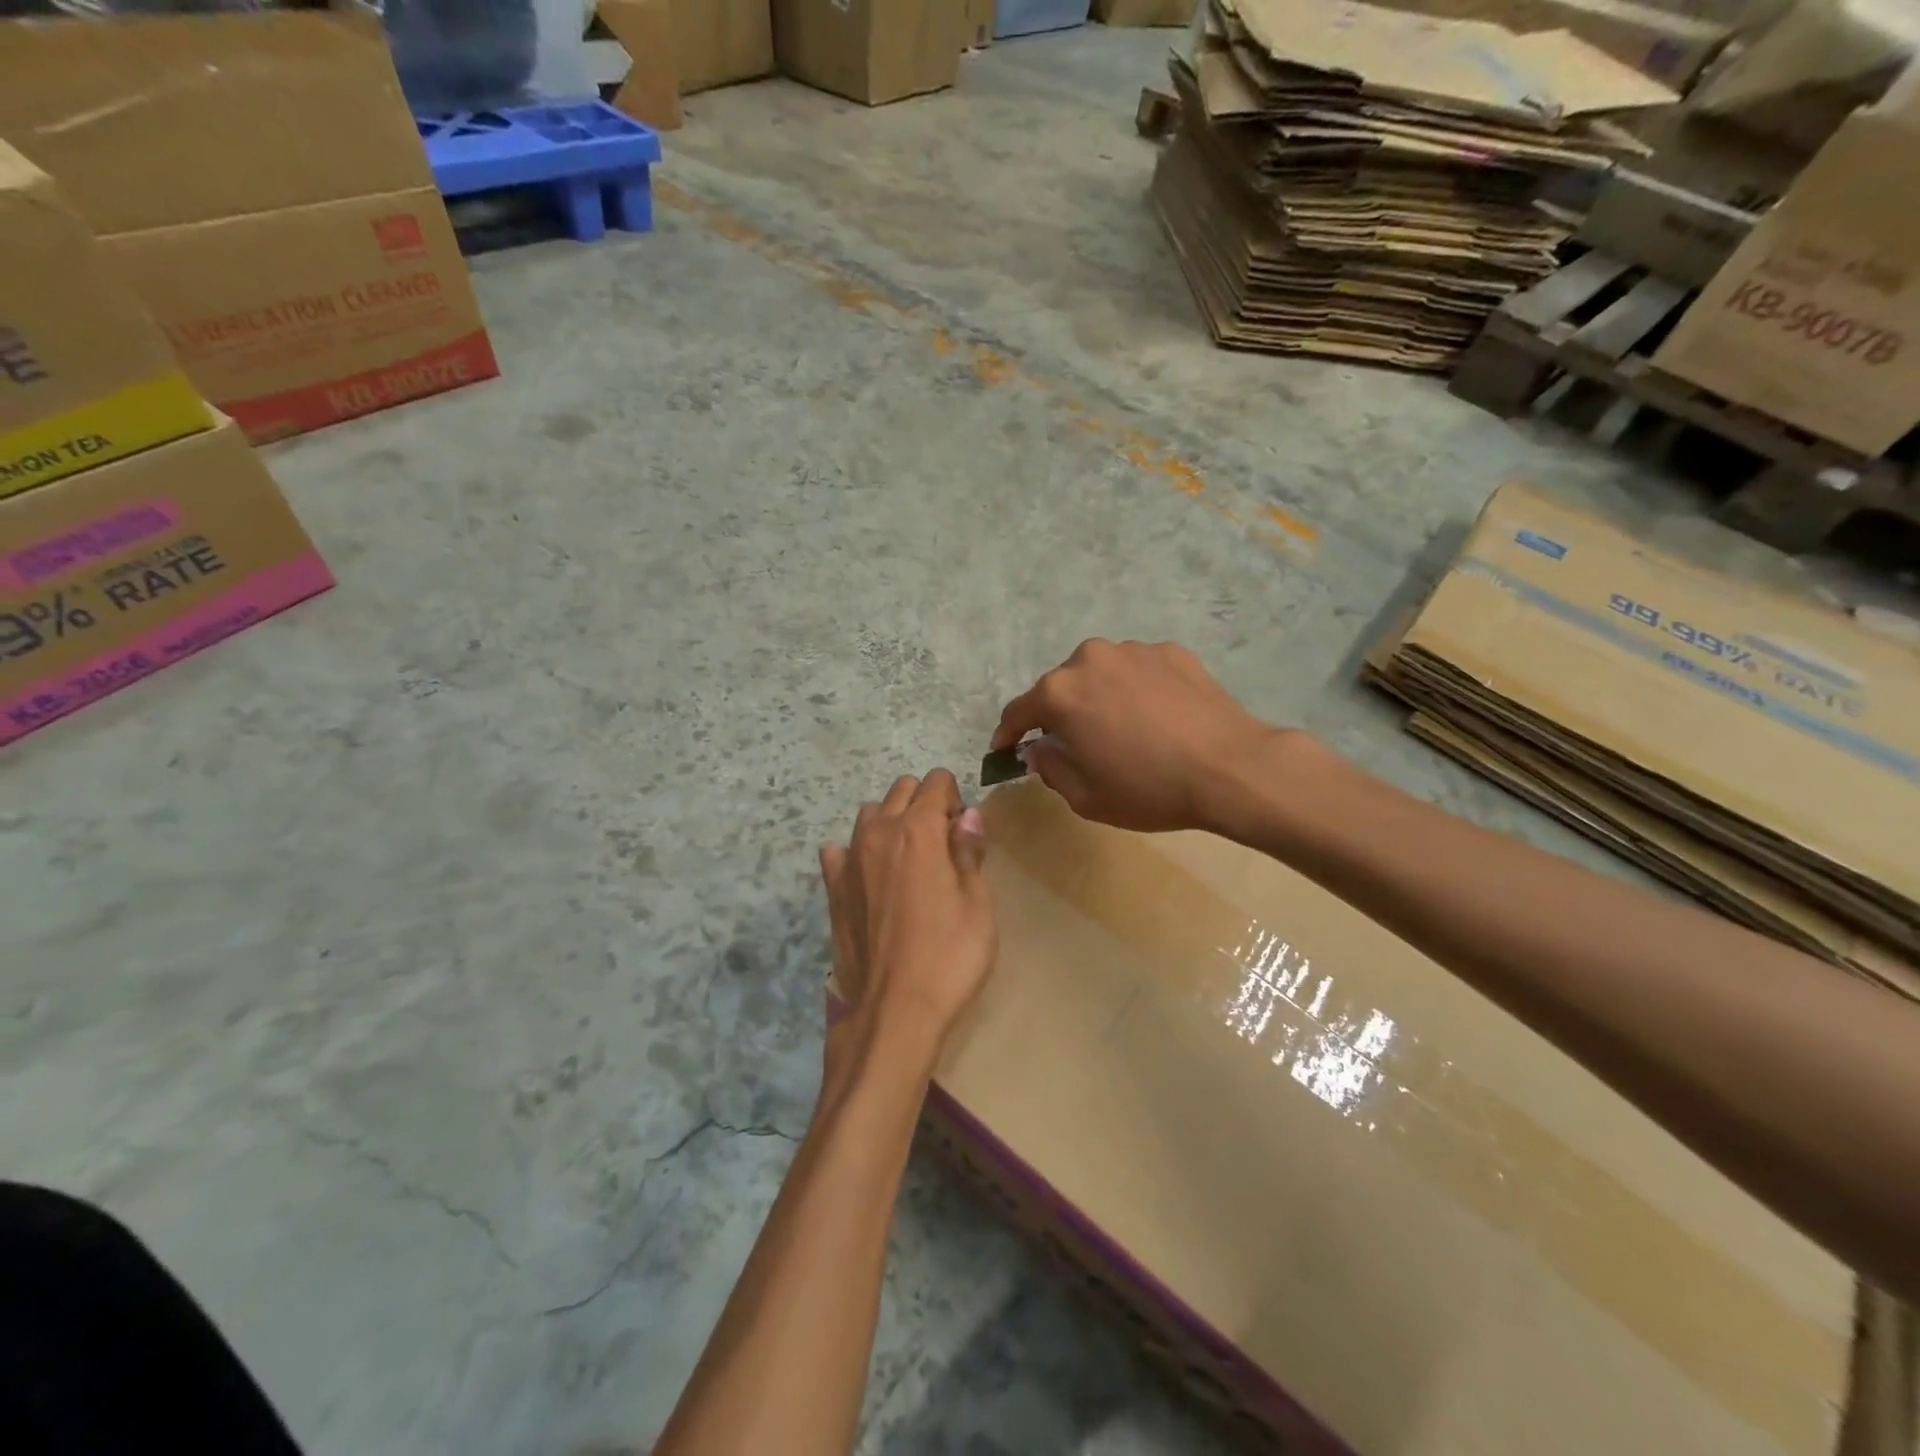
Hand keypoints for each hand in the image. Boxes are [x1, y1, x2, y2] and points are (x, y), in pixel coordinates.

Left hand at [820, 769, 995, 1054]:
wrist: (895, 1008)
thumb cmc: (949, 955)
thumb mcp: (977, 904)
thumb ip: (969, 852)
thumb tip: (967, 816)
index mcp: (919, 830)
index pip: (937, 781)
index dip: (955, 799)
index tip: (963, 833)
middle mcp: (879, 832)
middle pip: (902, 789)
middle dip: (924, 803)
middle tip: (942, 845)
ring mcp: (849, 859)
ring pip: (870, 814)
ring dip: (891, 823)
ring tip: (907, 861)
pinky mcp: (832, 888)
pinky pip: (839, 851)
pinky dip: (856, 852)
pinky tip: (870, 878)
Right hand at [992, 639, 1283, 834]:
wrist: (1231, 768)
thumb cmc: (1149, 788)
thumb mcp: (1087, 797)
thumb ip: (1051, 768)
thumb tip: (1039, 749)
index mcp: (1060, 693)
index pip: (1018, 711)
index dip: (1008, 734)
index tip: (1006, 749)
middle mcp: (1090, 659)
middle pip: (1061, 687)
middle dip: (1059, 713)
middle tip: (1073, 742)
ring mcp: (1133, 650)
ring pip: (1100, 674)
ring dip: (1099, 697)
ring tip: (1121, 727)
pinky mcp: (1171, 651)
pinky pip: (1138, 671)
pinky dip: (1136, 689)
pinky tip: (1157, 716)